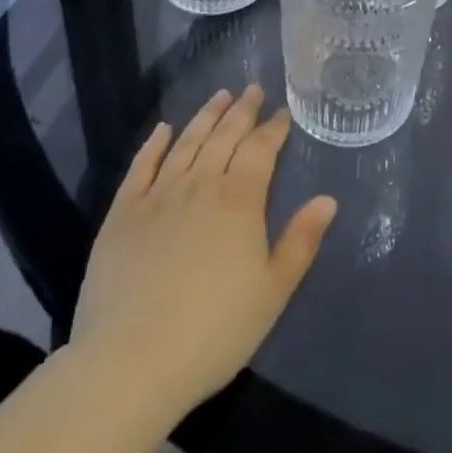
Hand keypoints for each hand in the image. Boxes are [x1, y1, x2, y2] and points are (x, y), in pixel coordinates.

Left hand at [71, 86, 336, 421]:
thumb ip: (301, 242)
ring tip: (220, 95)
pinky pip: (142, 166)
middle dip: (243, 110)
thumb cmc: (212, 332)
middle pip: (225, 136)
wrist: (129, 364)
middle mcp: (200, 184)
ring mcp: (158, 195)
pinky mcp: (123, 214)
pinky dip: (155, 144)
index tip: (282, 112)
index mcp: (239, 200)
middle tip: (253, 88)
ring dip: (206, 116)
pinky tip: (163, 129)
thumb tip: (328, 199)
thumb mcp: (272, 293)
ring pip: (187, 142)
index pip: (261, 149)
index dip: (273, 128)